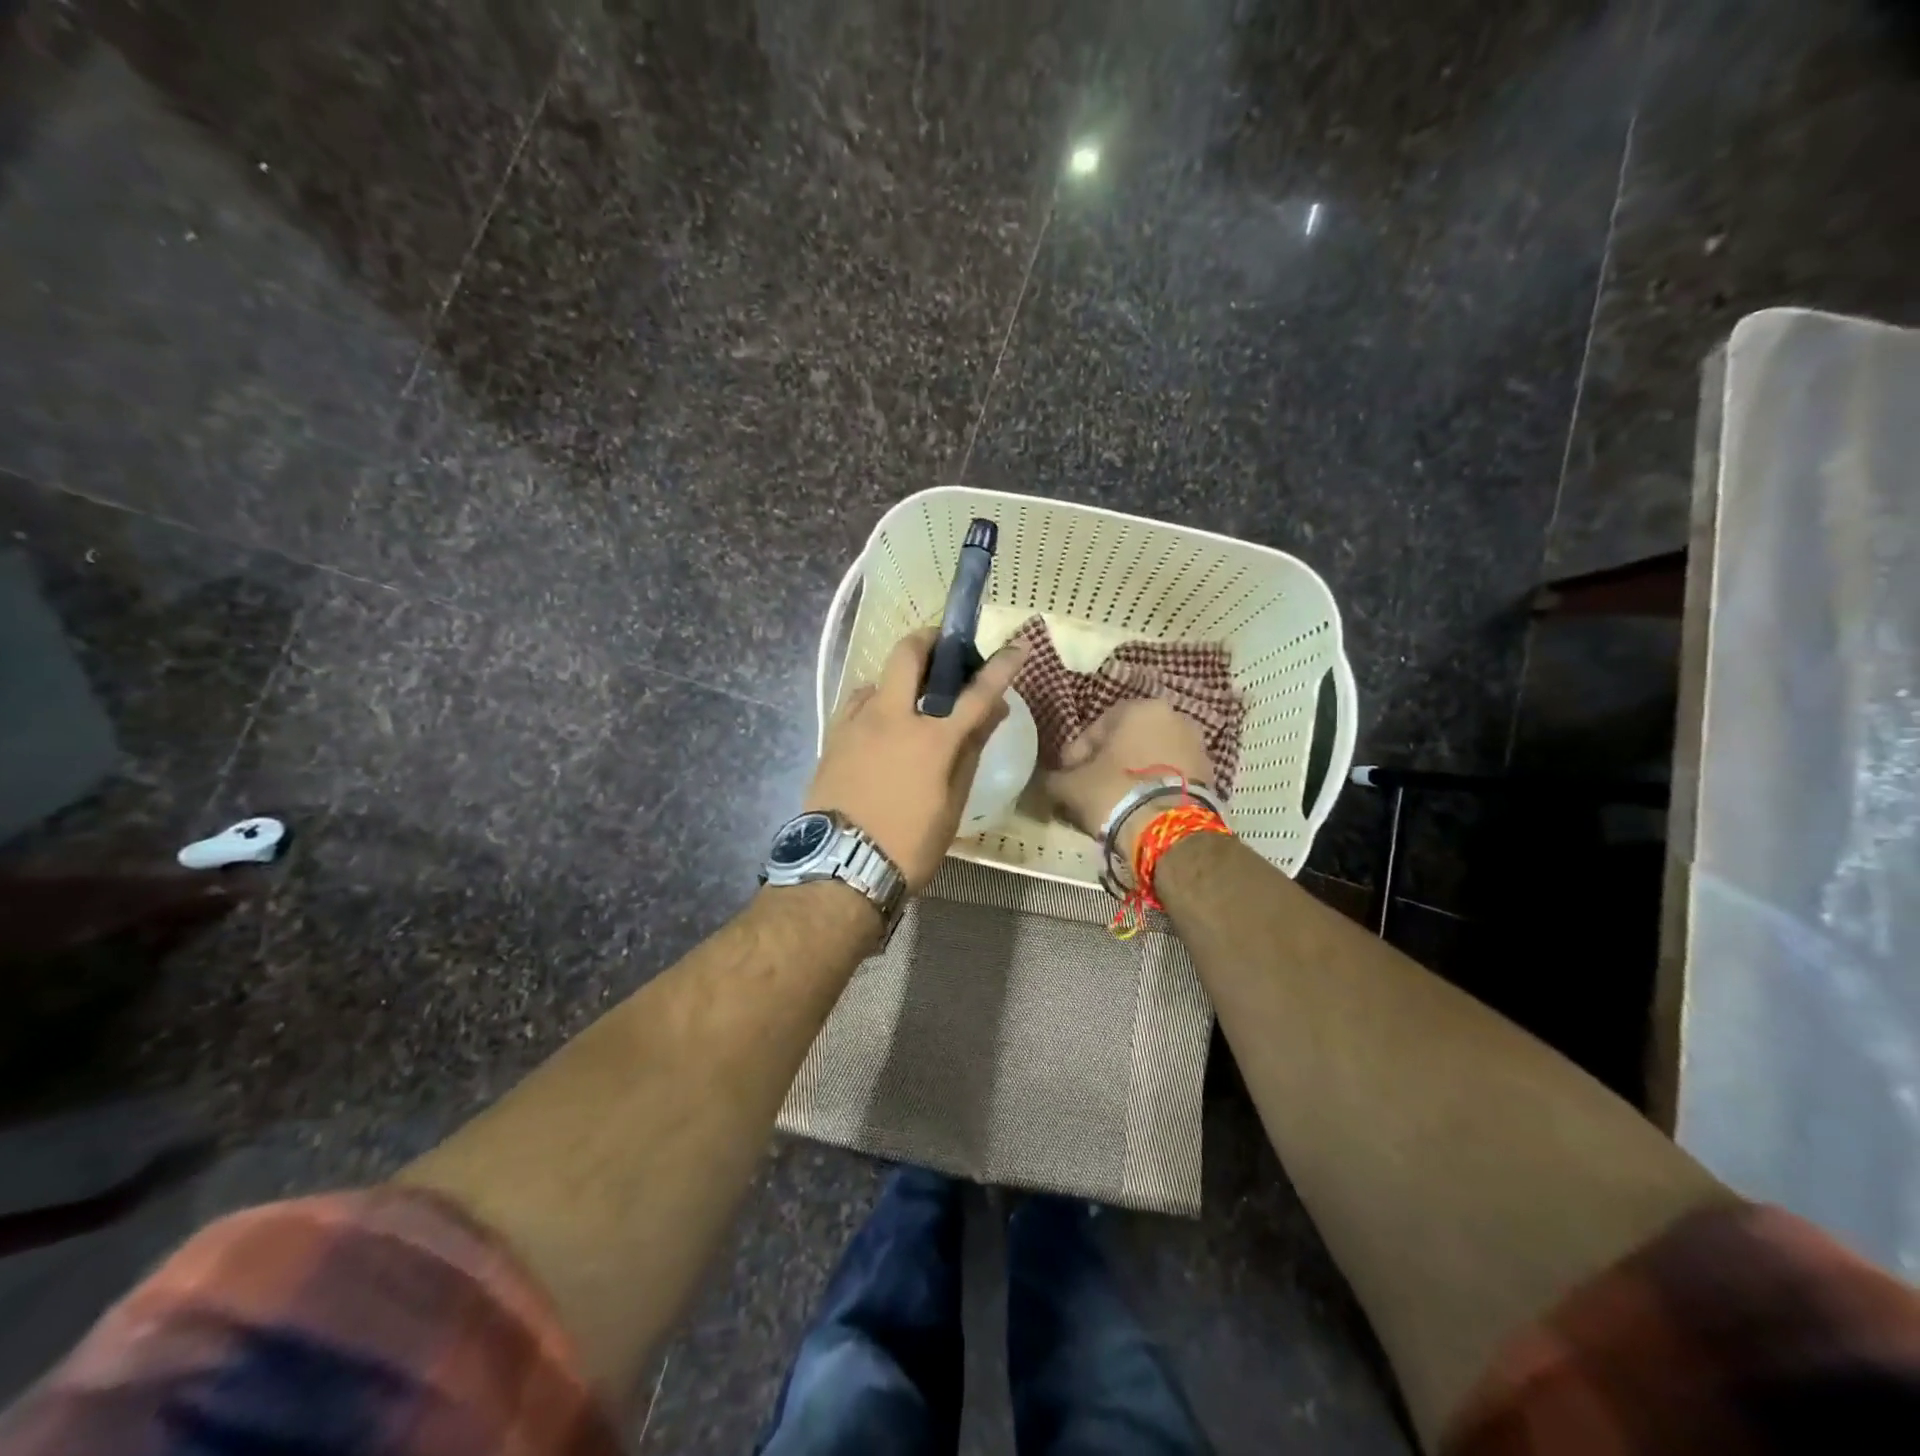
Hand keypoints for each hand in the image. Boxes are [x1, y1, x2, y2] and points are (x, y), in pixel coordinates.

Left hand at [805, 628, 1027, 889]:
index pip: (976, 693)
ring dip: (900, 678)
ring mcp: (856, 723)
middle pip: (908, 654)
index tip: (1016, 647)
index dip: (1000, 667)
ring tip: (912, 702)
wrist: (840, 868)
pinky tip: (880, 723)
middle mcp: (891, 717)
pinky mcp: (832, 736)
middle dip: (929, 639)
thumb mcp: (952, 805)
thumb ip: (971, 752)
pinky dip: (875, 701)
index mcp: (931, 739)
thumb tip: (992, 713)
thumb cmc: (909, 844)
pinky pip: (857, 702)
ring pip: (879, 677)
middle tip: (945, 651)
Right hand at [1044, 698, 1213, 861]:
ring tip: (1114, 801)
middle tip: (1089, 788)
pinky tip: (1139, 806)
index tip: (1067, 777)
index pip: (1096, 727)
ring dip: (1131, 773)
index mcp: (1139, 708)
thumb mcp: (1071, 786)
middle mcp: (1173, 716)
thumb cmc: (1115, 793)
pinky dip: (1153, 785)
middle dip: (1107, 762)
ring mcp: (1196, 744)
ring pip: (1150, 756)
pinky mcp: (1210, 772)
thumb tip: (1050, 780)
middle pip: (1126, 740)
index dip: (1077, 754)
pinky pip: (1170, 773)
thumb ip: (1055, 777)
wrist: (1169, 830)